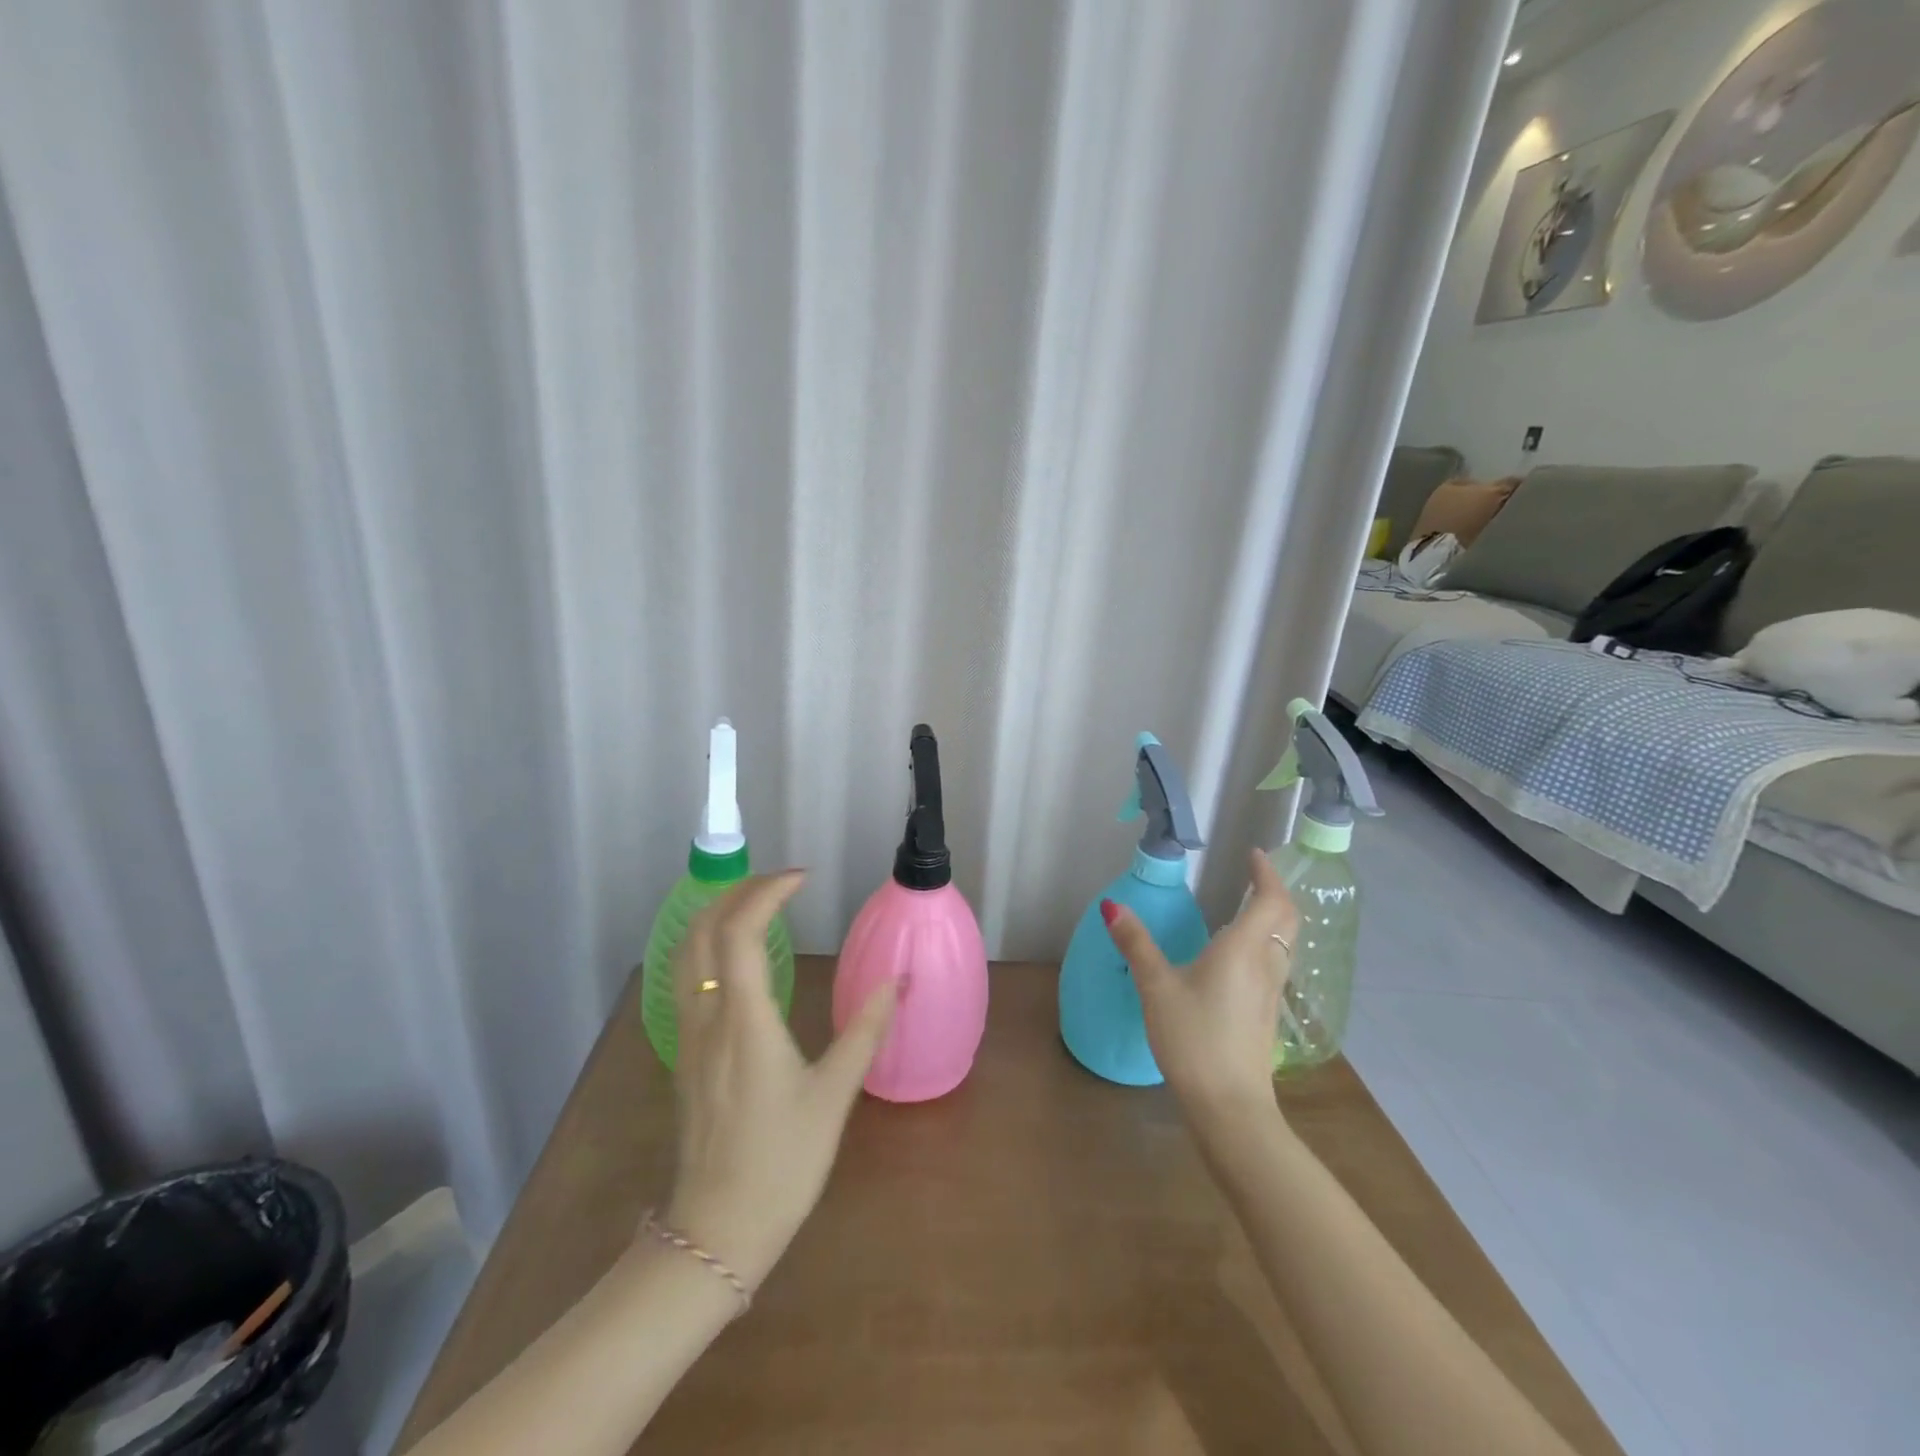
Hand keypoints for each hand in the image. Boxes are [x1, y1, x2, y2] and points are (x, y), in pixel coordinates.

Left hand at [663, 871, 897, 1289]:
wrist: (715, 1231)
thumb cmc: (782, 1162)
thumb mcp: (834, 1095)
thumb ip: (865, 1031)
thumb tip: (897, 981)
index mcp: (744, 1021)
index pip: (740, 930)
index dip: (766, 892)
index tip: (801, 879)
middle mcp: (706, 1017)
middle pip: (703, 930)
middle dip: (738, 891)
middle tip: (780, 883)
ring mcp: (688, 1035)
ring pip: (685, 952)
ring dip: (717, 914)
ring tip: (758, 905)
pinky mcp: (684, 1053)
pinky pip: (685, 977)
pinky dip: (708, 944)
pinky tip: (737, 955)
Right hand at [1101, 848, 1297, 1125]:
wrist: (1230, 1107)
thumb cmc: (1193, 1038)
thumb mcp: (1156, 987)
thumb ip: (1136, 944)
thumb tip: (1112, 905)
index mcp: (1242, 949)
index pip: (1270, 900)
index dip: (1266, 874)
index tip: (1255, 855)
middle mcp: (1265, 965)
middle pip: (1286, 920)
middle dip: (1275, 892)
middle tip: (1255, 876)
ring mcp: (1270, 993)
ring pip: (1284, 944)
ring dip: (1273, 919)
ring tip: (1248, 908)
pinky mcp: (1266, 1016)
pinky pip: (1275, 965)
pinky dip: (1266, 944)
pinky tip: (1240, 958)